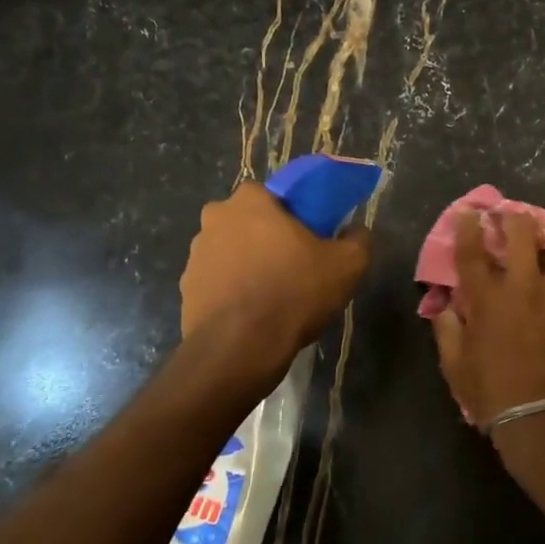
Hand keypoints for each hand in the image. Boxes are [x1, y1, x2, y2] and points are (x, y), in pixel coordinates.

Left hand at [180, 183, 371, 365]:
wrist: (240, 349)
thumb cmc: (294, 293)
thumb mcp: (347, 265)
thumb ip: (358, 240)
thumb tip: (357, 231)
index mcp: (249, 201)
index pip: (274, 194)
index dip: (293, 214)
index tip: (309, 237)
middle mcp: (215, 219)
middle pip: (249, 221)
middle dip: (267, 237)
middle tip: (293, 264)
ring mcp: (195, 255)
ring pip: (231, 251)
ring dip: (248, 264)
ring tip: (273, 294)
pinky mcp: (186, 289)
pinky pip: (217, 281)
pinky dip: (233, 291)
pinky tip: (253, 313)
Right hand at [432, 210, 544, 428]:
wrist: (542, 421)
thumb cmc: (491, 394)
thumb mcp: (455, 366)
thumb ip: (447, 330)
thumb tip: (444, 306)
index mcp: (486, 299)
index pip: (472, 251)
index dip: (469, 225)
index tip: (471, 210)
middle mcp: (522, 288)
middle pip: (522, 234)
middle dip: (516, 218)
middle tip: (514, 216)